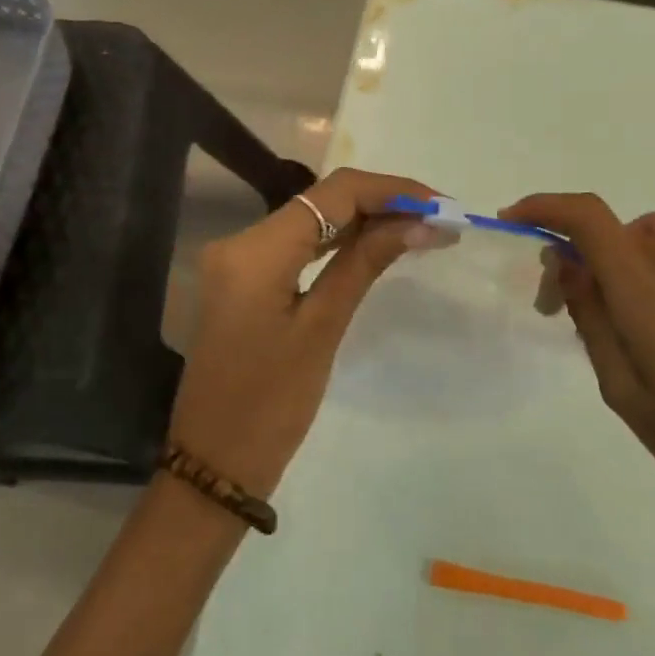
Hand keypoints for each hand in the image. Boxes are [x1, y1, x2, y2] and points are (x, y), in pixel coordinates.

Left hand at [168, 168, 435, 497]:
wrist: (213, 465)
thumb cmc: (270, 406)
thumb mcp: (323, 329)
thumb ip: (365, 263)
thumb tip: (419, 222)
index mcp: (255, 250)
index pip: (333, 194)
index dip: (391, 190)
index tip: (441, 203)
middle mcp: (240, 241)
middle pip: (321, 201)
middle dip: (383, 202)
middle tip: (440, 218)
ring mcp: (237, 260)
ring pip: (311, 220)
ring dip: (364, 220)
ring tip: (421, 228)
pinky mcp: (243, 280)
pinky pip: (297, 245)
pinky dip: (338, 242)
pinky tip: (377, 245)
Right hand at [505, 195, 654, 595]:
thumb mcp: (624, 392)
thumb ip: (593, 319)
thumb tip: (569, 266)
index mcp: (649, 293)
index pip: (588, 218)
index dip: (546, 207)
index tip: (516, 221)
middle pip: (615, 229)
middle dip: (577, 254)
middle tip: (563, 302)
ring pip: (654, 231)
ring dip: (621, 252)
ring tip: (621, 303)